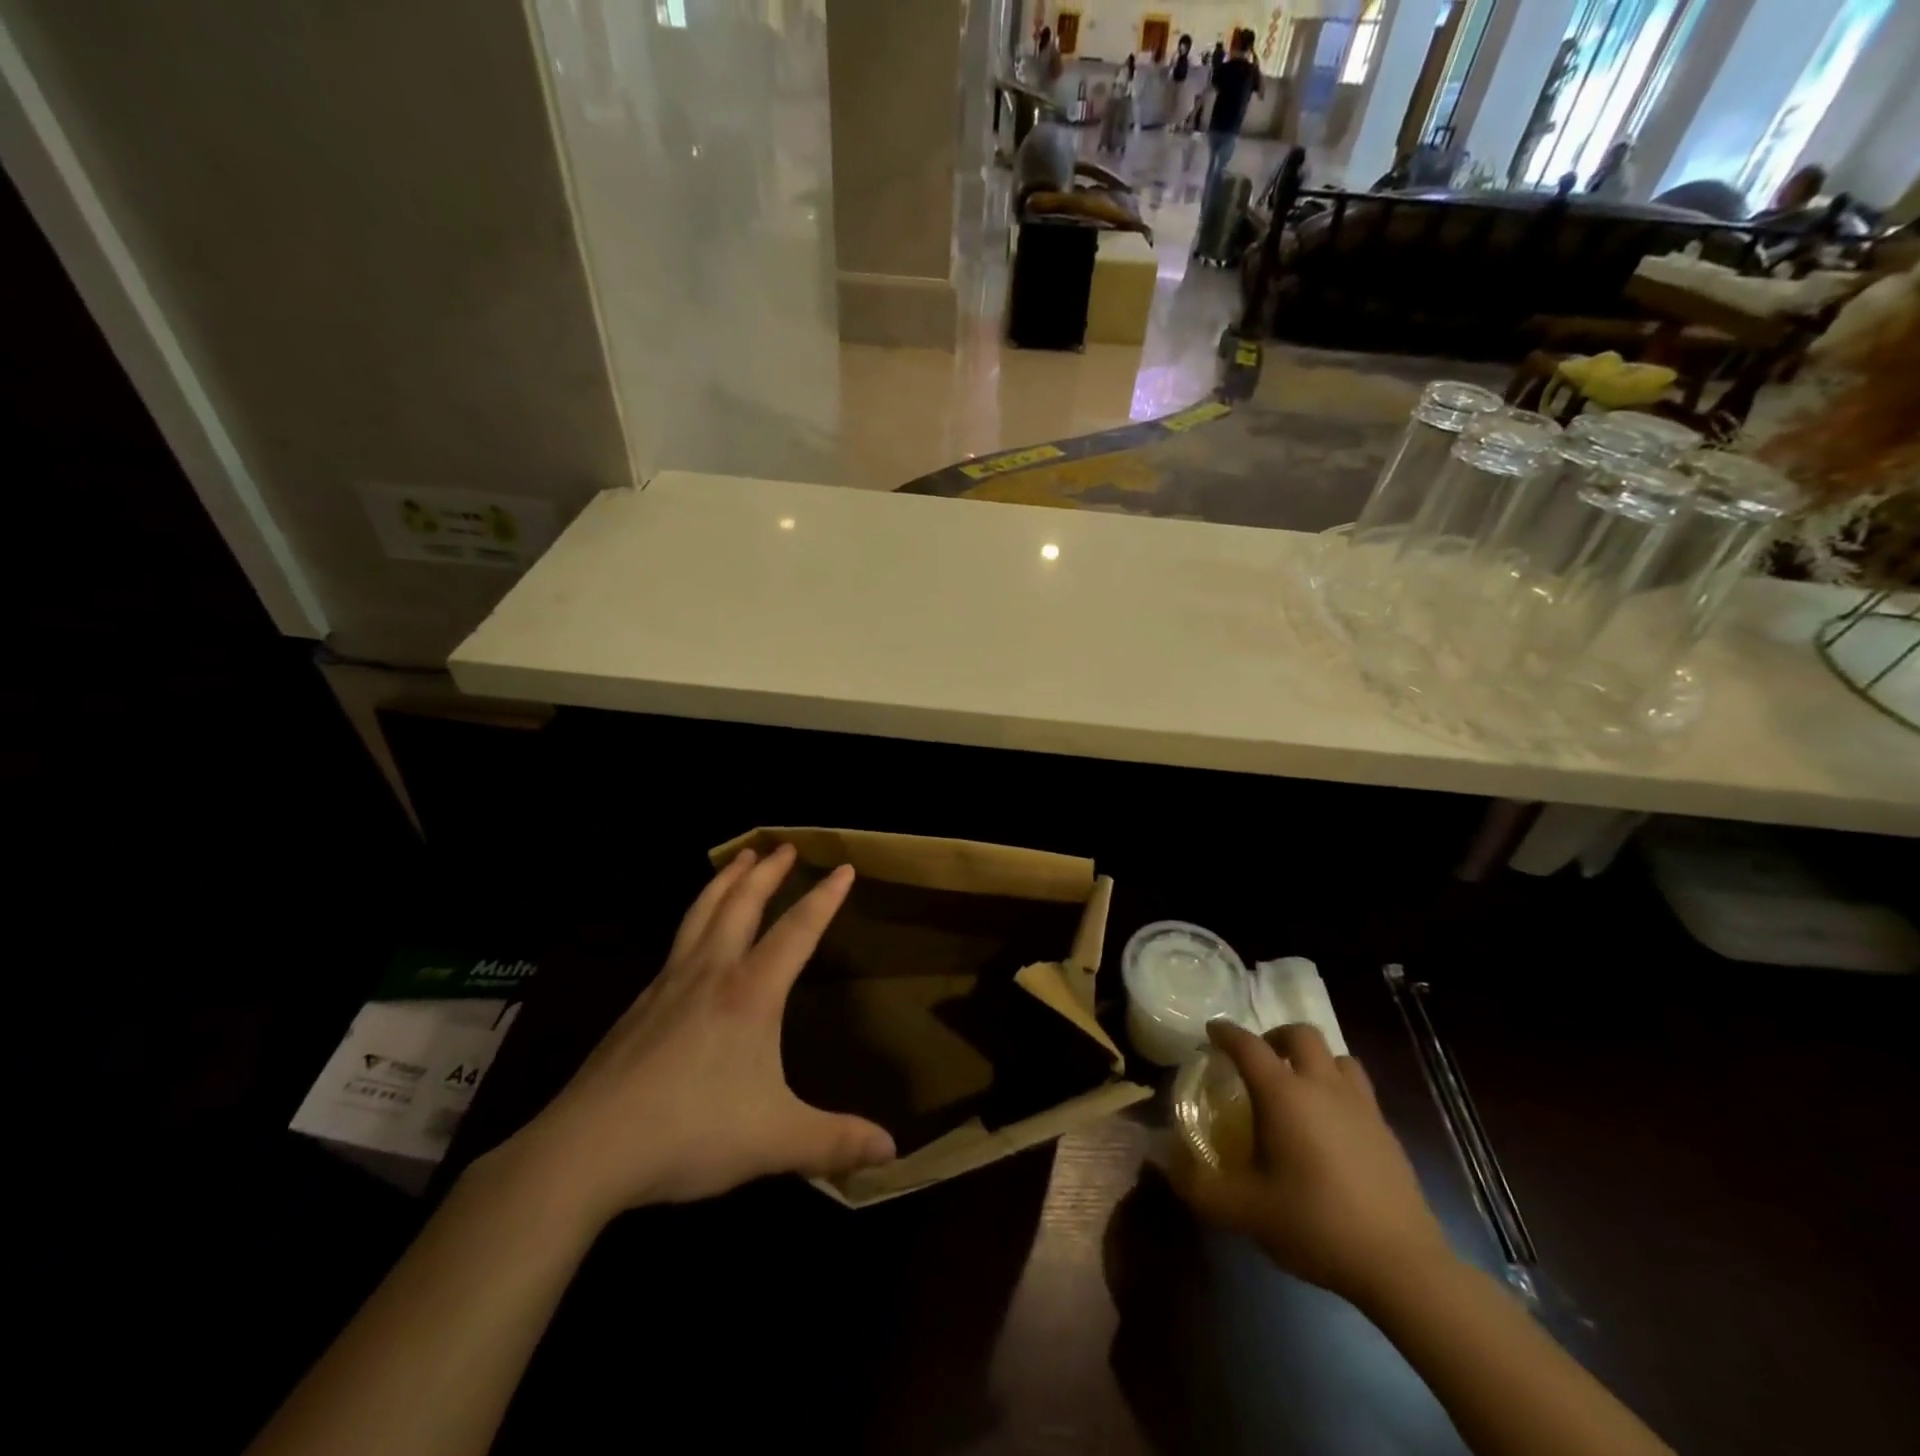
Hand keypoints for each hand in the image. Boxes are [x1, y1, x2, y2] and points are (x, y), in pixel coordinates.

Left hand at [500, 844, 895, 1221]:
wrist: (587, 1149)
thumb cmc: (690, 1133)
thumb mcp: (775, 1141)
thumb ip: (834, 1142)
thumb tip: (892, 1152)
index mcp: (750, 993)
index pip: (797, 931)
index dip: (824, 898)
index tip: (844, 867)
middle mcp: (711, 974)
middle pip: (742, 904)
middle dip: (767, 871)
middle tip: (785, 845)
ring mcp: (669, 984)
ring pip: (702, 913)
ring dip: (726, 880)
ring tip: (740, 858)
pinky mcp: (640, 1004)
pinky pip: (678, 941)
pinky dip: (697, 915)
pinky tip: (694, 933)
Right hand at [1172, 1021, 1452, 1307]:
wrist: (1402, 1265)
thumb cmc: (1315, 1224)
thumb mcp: (1244, 1210)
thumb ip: (1198, 1185)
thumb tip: (1161, 1162)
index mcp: (1283, 1094)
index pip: (1247, 1044)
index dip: (1225, 1033)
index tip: (1211, 1033)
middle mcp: (1322, 1086)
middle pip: (1299, 1034)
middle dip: (1273, 1036)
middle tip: (1257, 1060)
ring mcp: (1360, 1106)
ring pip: (1336, 1056)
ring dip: (1312, 1058)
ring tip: (1298, 1085)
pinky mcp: (1386, 1131)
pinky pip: (1359, 1088)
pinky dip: (1338, 1088)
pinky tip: (1330, 1124)